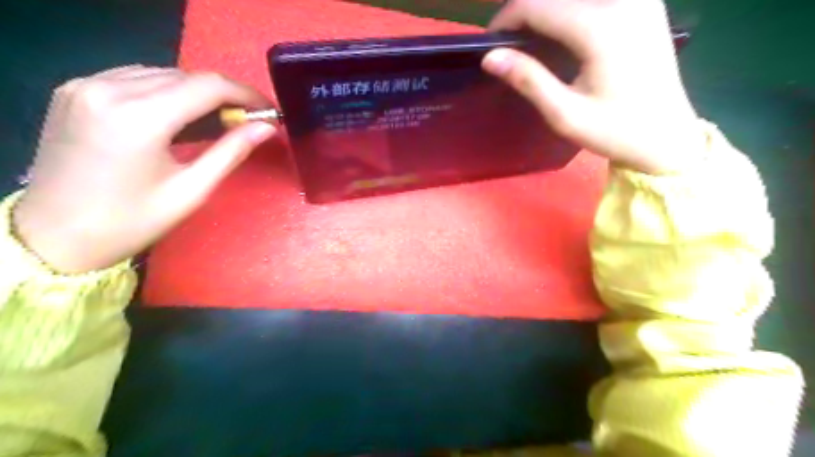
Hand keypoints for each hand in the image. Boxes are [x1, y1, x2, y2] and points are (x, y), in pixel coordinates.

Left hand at [15, 63, 274, 271]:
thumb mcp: (191, 190)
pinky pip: (135, 78)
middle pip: (185, 76)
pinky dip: (166, 92)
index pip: (207, 86)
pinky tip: (178, 115)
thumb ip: (231, 151)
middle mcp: (108, 88)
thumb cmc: (131, 221)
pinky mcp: (74, 90)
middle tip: (247, 121)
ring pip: (161, 73)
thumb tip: (266, 127)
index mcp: (139, 117)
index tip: (268, 110)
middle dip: (224, 95)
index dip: (245, 94)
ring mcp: (85, 85)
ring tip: (217, 121)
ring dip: (197, 93)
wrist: (54, 235)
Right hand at [482, 0, 707, 174]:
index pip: (537, 6)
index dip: (507, 19)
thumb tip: (490, 57)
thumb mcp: (565, 114)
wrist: (668, 136)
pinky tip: (561, 32)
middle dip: (525, 13)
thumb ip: (529, 80)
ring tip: (530, 39)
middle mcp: (622, 0)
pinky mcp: (645, 4)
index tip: (490, 43)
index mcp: (600, 28)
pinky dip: (570, 9)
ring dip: (547, 10)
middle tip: (508, 44)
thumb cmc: (615, 131)